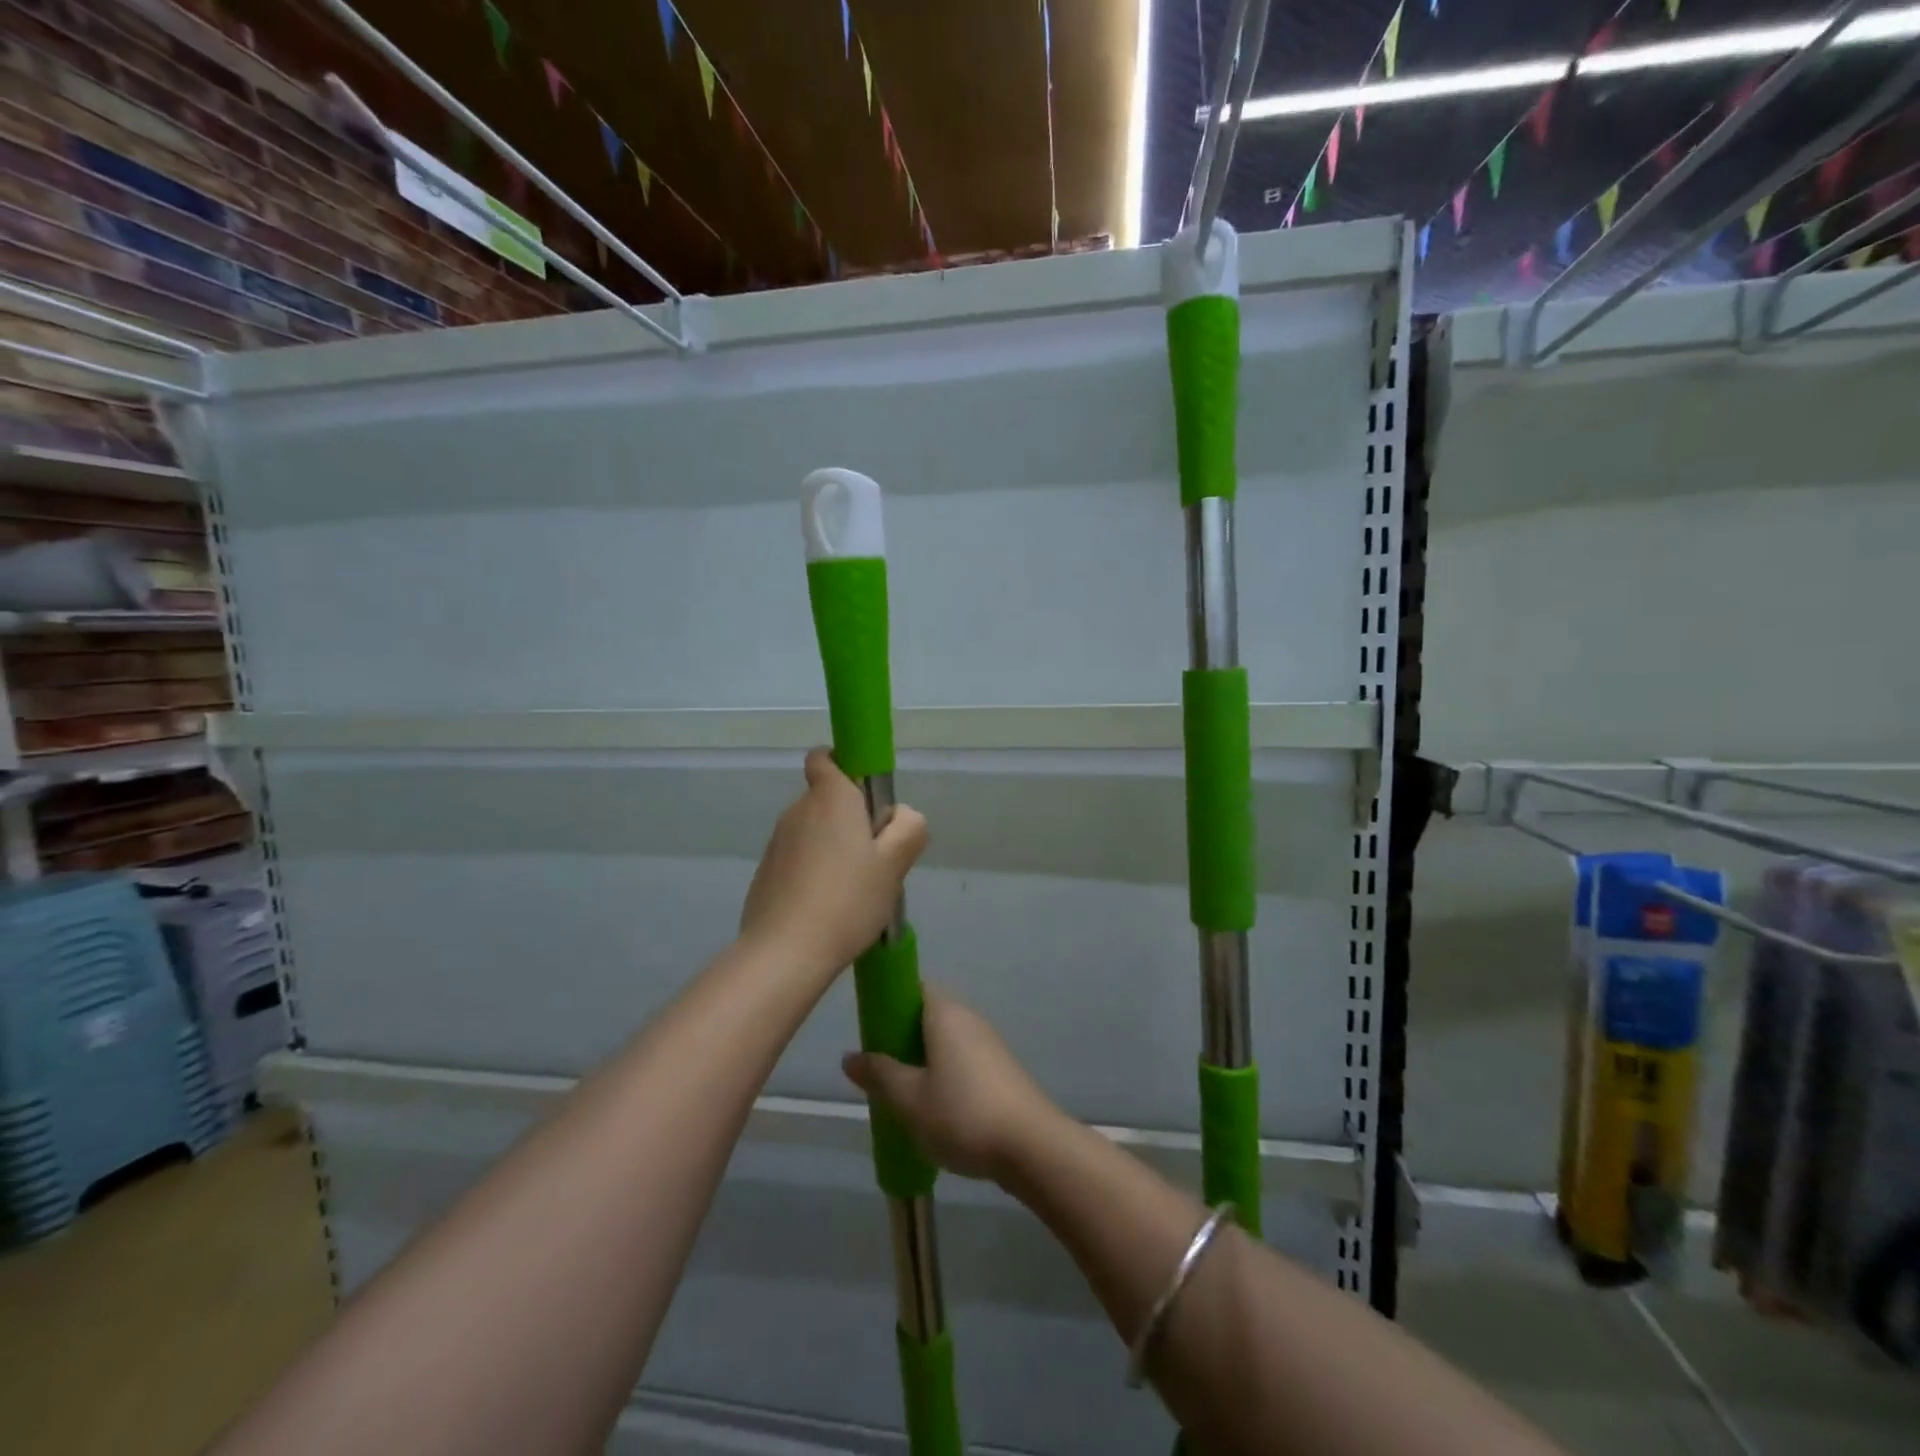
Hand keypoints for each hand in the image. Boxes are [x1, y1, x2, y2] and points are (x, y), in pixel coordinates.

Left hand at [739, 748, 926, 974]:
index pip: (825, 758)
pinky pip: (796, 859)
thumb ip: (908, 828)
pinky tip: (826, 908)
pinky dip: (811, 873)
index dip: (844, 768)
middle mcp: (798, 810)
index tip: (866, 799)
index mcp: (830, 797)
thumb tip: (900, 815)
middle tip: (873, 860)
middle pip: (826, 800)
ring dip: (831, 849)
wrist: (785, 952)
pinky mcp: (765, 872)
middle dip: (848, 820)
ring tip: (851, 892)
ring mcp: (776, 842)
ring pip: (812, 832)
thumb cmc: (848, 900)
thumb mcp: (895, 865)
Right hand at [841, 987, 1056, 1183]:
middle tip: (879, 1070)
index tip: (869, 1030)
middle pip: (927, 1016)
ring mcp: (989, 1044)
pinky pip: (962, 1061)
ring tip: (901, 1096)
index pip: (912, 988)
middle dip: (901, 1039)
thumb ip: (879, 1074)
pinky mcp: (1001, 1071)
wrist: (1031, 1147)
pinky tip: (934, 1110)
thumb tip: (850, 1056)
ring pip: (945, 1042)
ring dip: (922, 1061)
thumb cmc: (962, 1113)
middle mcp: (969, 1018)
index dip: (888, 1003)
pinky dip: (944, 1076)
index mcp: (945, 1012)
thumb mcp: (909, 1098)